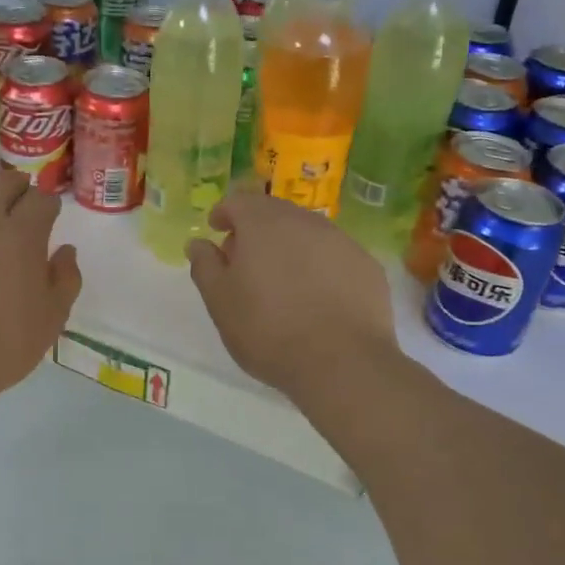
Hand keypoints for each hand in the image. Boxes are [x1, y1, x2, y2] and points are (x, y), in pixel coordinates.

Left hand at [0, 171, 81, 412]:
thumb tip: (65, 251)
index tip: (48, 216)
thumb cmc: (0, 351)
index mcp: (20, 238)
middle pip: (2, 181)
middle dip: (17, 187)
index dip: (48, 205)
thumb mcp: (50, 322)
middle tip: (19, 205)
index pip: (41, 199)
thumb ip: (65, 280)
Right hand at [186, 191, 397, 401]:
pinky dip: (319, 265)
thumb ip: (205, 266)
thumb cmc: (268, 330)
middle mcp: (304, 222)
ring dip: (289, 246)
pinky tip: (316, 296)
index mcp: (263, 224)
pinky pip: (334, 255)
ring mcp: (341, 241)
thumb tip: (198, 243)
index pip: (238, 201)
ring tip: (282, 280)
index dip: (224, 213)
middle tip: (245, 260)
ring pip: (306, 232)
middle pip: (274, 212)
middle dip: (256, 228)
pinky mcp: (366, 265)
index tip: (217, 229)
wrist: (342, 363)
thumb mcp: (220, 302)